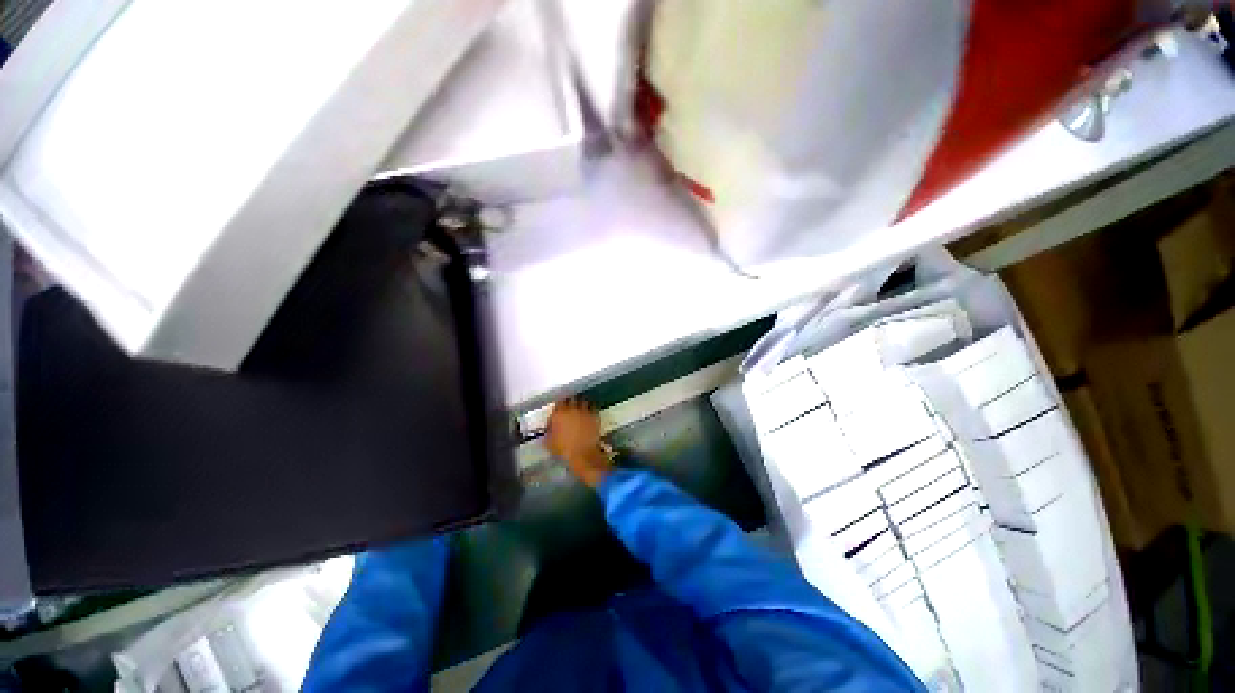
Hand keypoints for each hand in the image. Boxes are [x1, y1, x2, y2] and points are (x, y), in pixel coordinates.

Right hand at [546, 399, 611, 487]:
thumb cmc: (563, 449)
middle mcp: (572, 409)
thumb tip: (550, 428)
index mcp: (559, 413)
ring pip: (583, 402)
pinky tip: (589, 417)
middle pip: (571, 400)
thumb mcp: (549, 442)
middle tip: (570, 409)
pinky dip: (591, 411)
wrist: (582, 454)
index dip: (559, 406)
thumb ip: (549, 431)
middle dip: (570, 403)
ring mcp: (585, 411)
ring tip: (581, 411)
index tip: (560, 410)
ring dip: (581, 405)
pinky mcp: (594, 416)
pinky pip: (593, 409)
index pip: (559, 402)